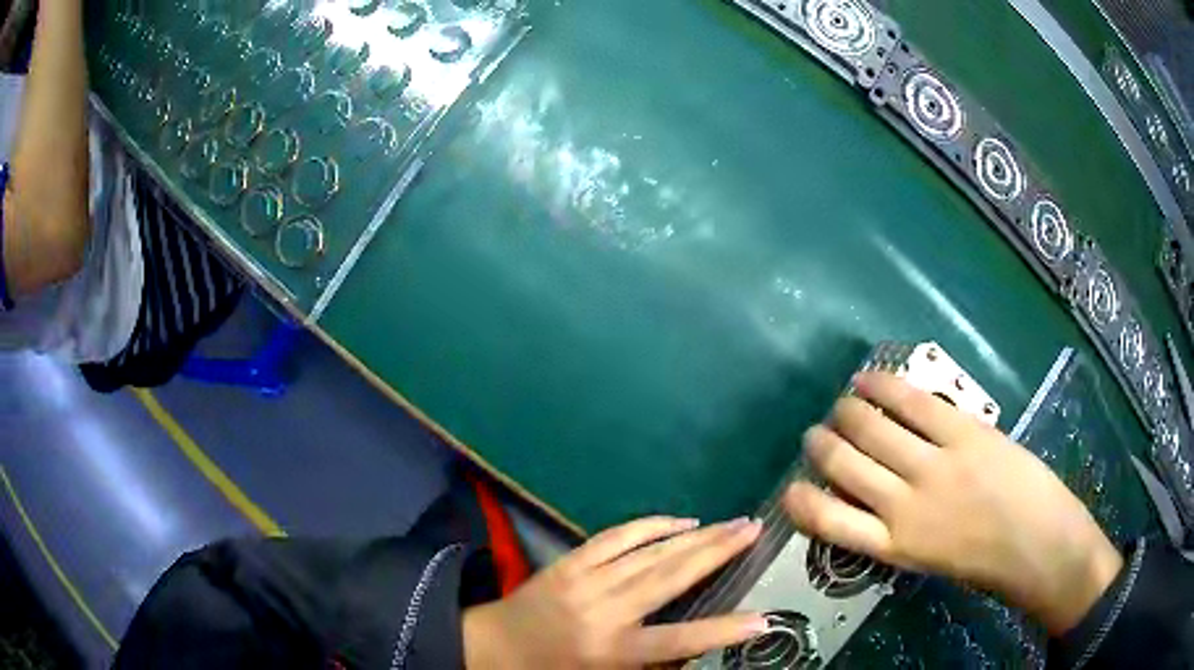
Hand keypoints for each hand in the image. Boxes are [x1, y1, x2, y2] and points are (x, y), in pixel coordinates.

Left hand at [463, 516, 767, 668]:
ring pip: (650, 552)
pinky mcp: (570, 561)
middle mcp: (603, 611)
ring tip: (731, 523)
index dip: (723, 630)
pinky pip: (617, 537)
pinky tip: (681, 520)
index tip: (763, 618)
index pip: (678, 640)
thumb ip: (654, 662)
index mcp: (611, 650)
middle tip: (754, 530)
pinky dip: (652, 525)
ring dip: (695, 535)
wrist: (495, 645)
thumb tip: (697, 645)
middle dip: (718, 552)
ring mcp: (585, 580)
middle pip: (670, 578)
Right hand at [784, 373, 1123, 634]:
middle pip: (844, 463)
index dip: (800, 499)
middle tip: (817, 434)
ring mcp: (933, 465)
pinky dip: (883, 386)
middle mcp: (902, 505)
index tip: (792, 486)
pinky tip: (868, 378)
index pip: (827, 519)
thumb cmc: (984, 560)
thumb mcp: (929, 559)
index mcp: (893, 545)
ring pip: (871, 428)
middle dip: (821, 444)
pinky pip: (912, 402)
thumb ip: (897, 531)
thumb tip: (873, 496)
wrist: (1037, 544)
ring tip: (842, 404)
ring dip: (846, 411)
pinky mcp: (961, 433)